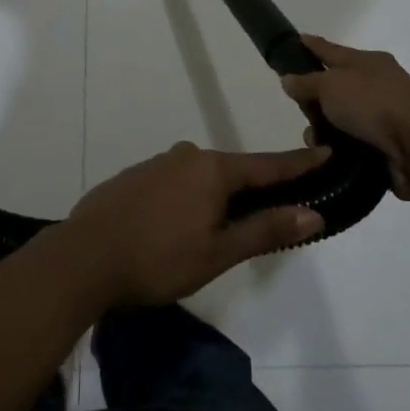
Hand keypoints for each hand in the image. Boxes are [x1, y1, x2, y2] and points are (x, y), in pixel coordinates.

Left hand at [62, 143, 327, 307]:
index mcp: (213, 170)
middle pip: (233, 170)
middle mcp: (187, 156)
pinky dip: (188, 197)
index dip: (299, 163)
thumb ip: (265, 229)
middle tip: (275, 207)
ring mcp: (157, 164)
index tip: (326, 150)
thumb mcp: (218, 252)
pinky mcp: (134, 177)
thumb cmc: (158, 260)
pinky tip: (180, 223)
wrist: (83, 258)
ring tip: (224, 224)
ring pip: (201, 176)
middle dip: (255, 186)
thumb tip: (314, 213)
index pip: (268, 164)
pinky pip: (174, 182)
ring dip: (218, 194)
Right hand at [278, 35, 409, 199]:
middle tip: (300, 112)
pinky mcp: (389, 147)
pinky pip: (354, 147)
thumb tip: (289, 78)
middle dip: (314, 102)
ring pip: (342, 121)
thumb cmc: (374, 104)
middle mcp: (378, 85)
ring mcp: (385, 117)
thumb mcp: (331, 86)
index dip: (312, 46)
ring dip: (326, 132)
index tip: (295, 40)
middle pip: (336, 89)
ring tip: (317, 144)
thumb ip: (307, 83)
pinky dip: (341, 152)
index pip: (331, 50)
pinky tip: (331, 159)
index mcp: (368, 62)